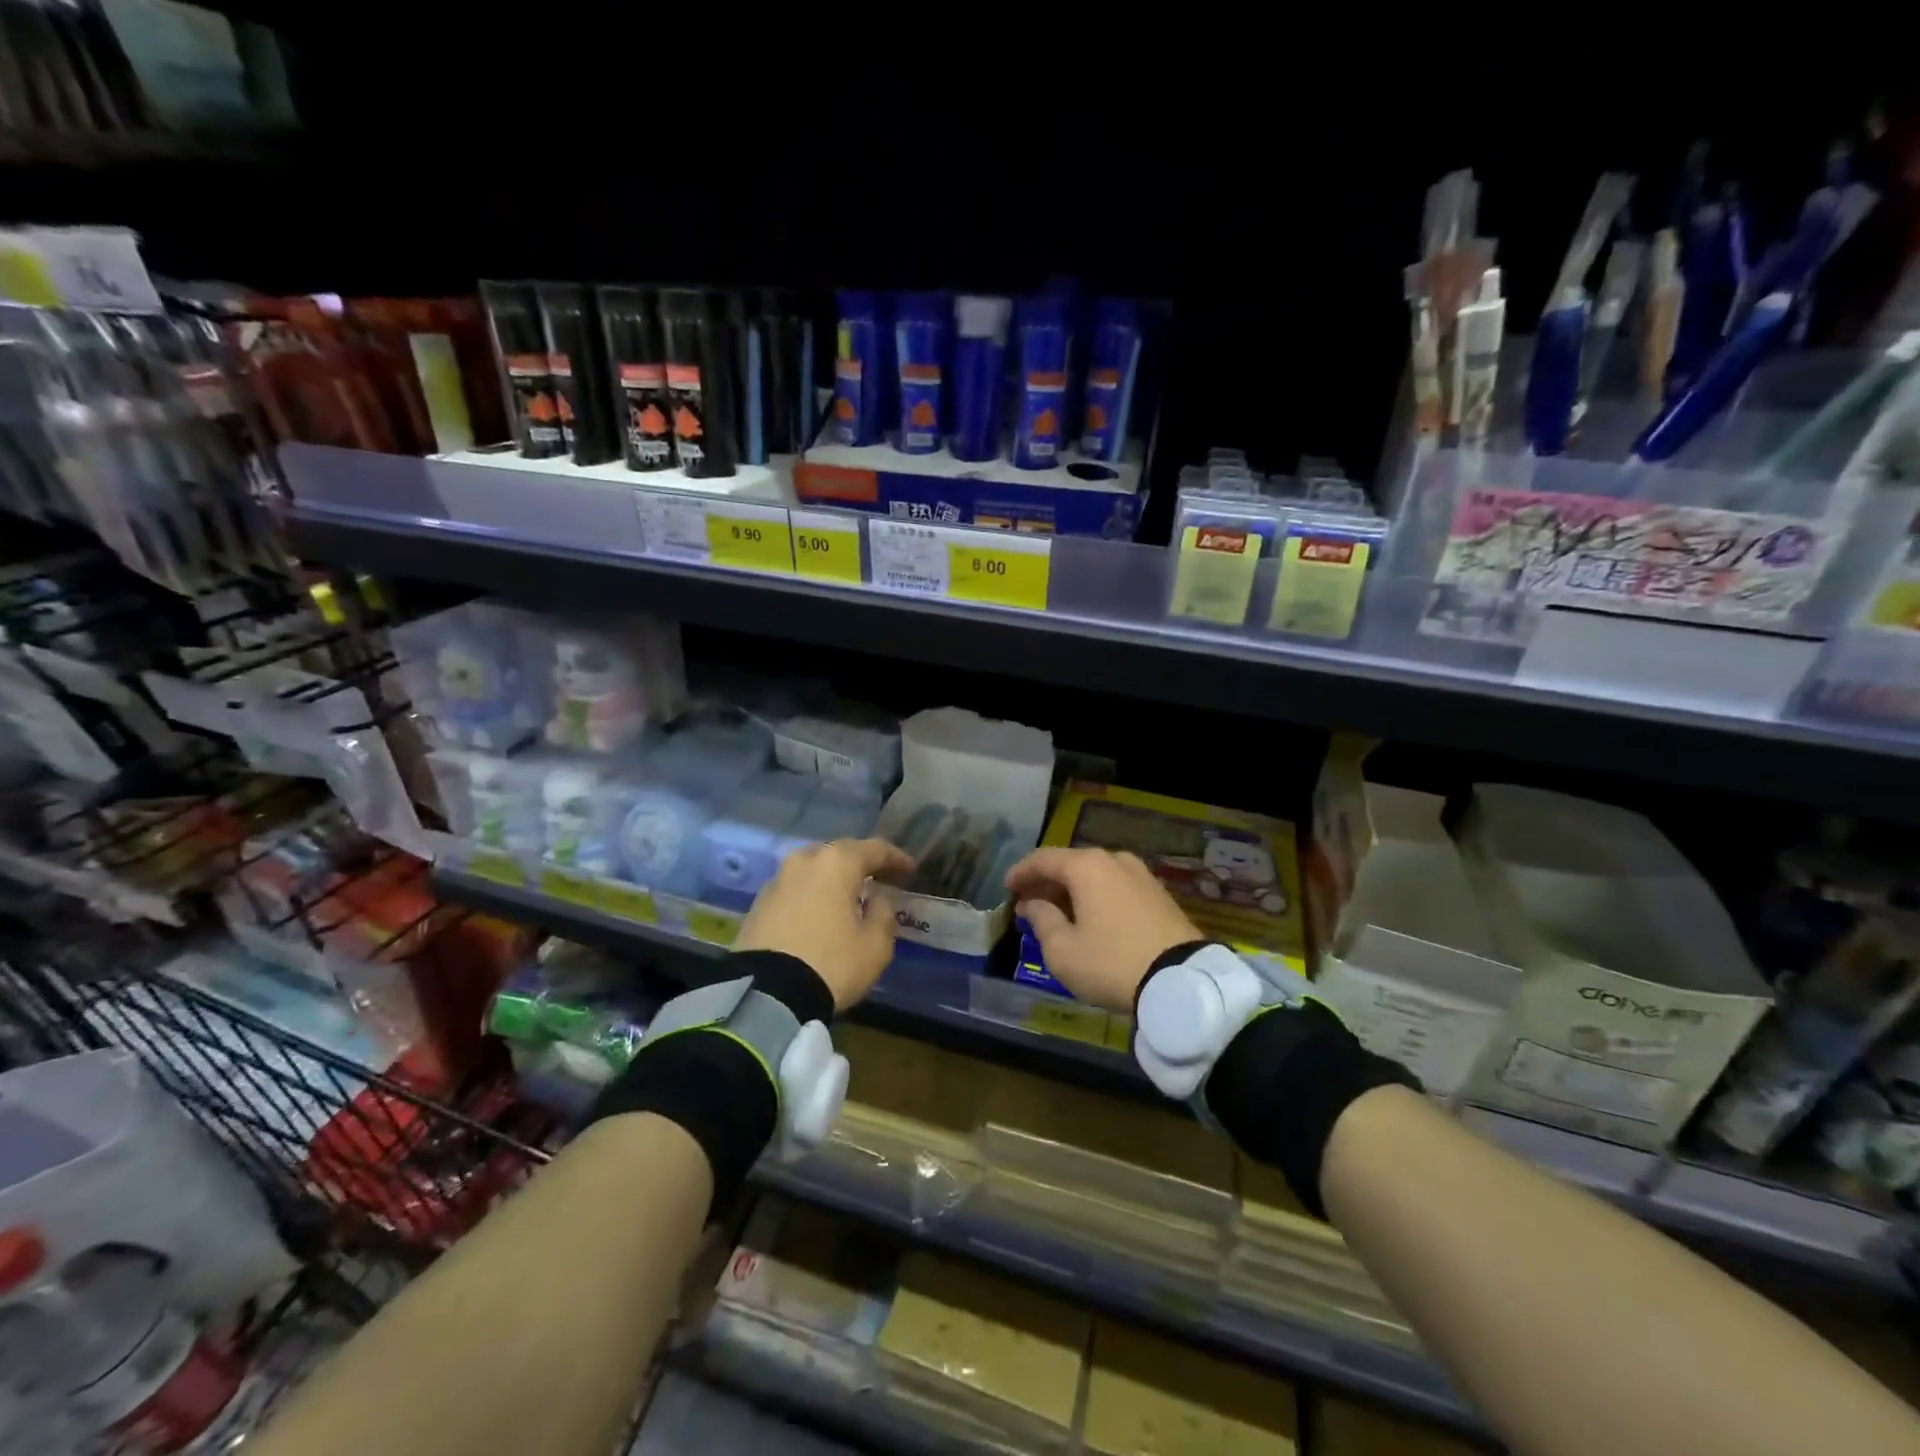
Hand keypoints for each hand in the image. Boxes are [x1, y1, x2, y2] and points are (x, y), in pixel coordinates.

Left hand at [735, 838, 914, 1009]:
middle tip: (880, 879)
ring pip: (813, 869)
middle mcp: (804, 861)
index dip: (896, 858)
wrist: (766, 995)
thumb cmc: (832, 963)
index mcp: (837, 863)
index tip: (910, 870)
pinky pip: (794, 889)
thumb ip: (884, 913)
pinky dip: (811, 895)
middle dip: (861, 864)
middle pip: (840, 853)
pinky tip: (819, 912)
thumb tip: (878, 898)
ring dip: (833, 879)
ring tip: (847, 896)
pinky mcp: (758, 904)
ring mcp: (777, 880)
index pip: (875, 849)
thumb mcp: (876, 945)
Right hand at [1004, 847, 1202, 1012]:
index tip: (1007, 887)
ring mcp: (1140, 875)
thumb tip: (1034, 904)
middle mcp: (1114, 860)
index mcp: (1087, 866)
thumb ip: (1042, 920)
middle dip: (1046, 883)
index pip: (1043, 859)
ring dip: (1071, 891)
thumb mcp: (1063, 950)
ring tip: (1056, 913)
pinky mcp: (1158, 894)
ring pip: (1094, 876)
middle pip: (1070, 864)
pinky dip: (1095, 897)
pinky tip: (1087, 918)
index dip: (1021, 872)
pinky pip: (1115, 887)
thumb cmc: (1111, 963)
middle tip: (1028, 902)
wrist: (1182, 981)